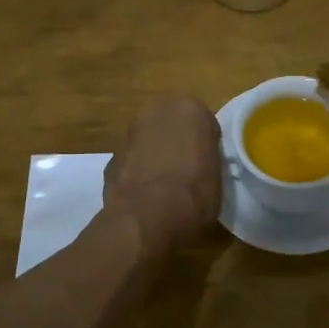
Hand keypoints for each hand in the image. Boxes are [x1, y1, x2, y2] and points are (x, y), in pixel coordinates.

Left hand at [103, 95, 222, 259]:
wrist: (148, 217)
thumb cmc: (194, 193)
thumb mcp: (217, 175)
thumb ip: (207, 158)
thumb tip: (200, 164)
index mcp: (188, 109)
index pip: (203, 122)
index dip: (206, 144)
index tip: (208, 162)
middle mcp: (156, 112)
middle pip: (171, 125)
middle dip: (176, 142)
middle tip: (187, 168)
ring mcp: (129, 133)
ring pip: (148, 141)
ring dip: (155, 155)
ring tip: (165, 186)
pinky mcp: (111, 158)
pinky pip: (132, 161)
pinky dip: (137, 172)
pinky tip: (145, 195)